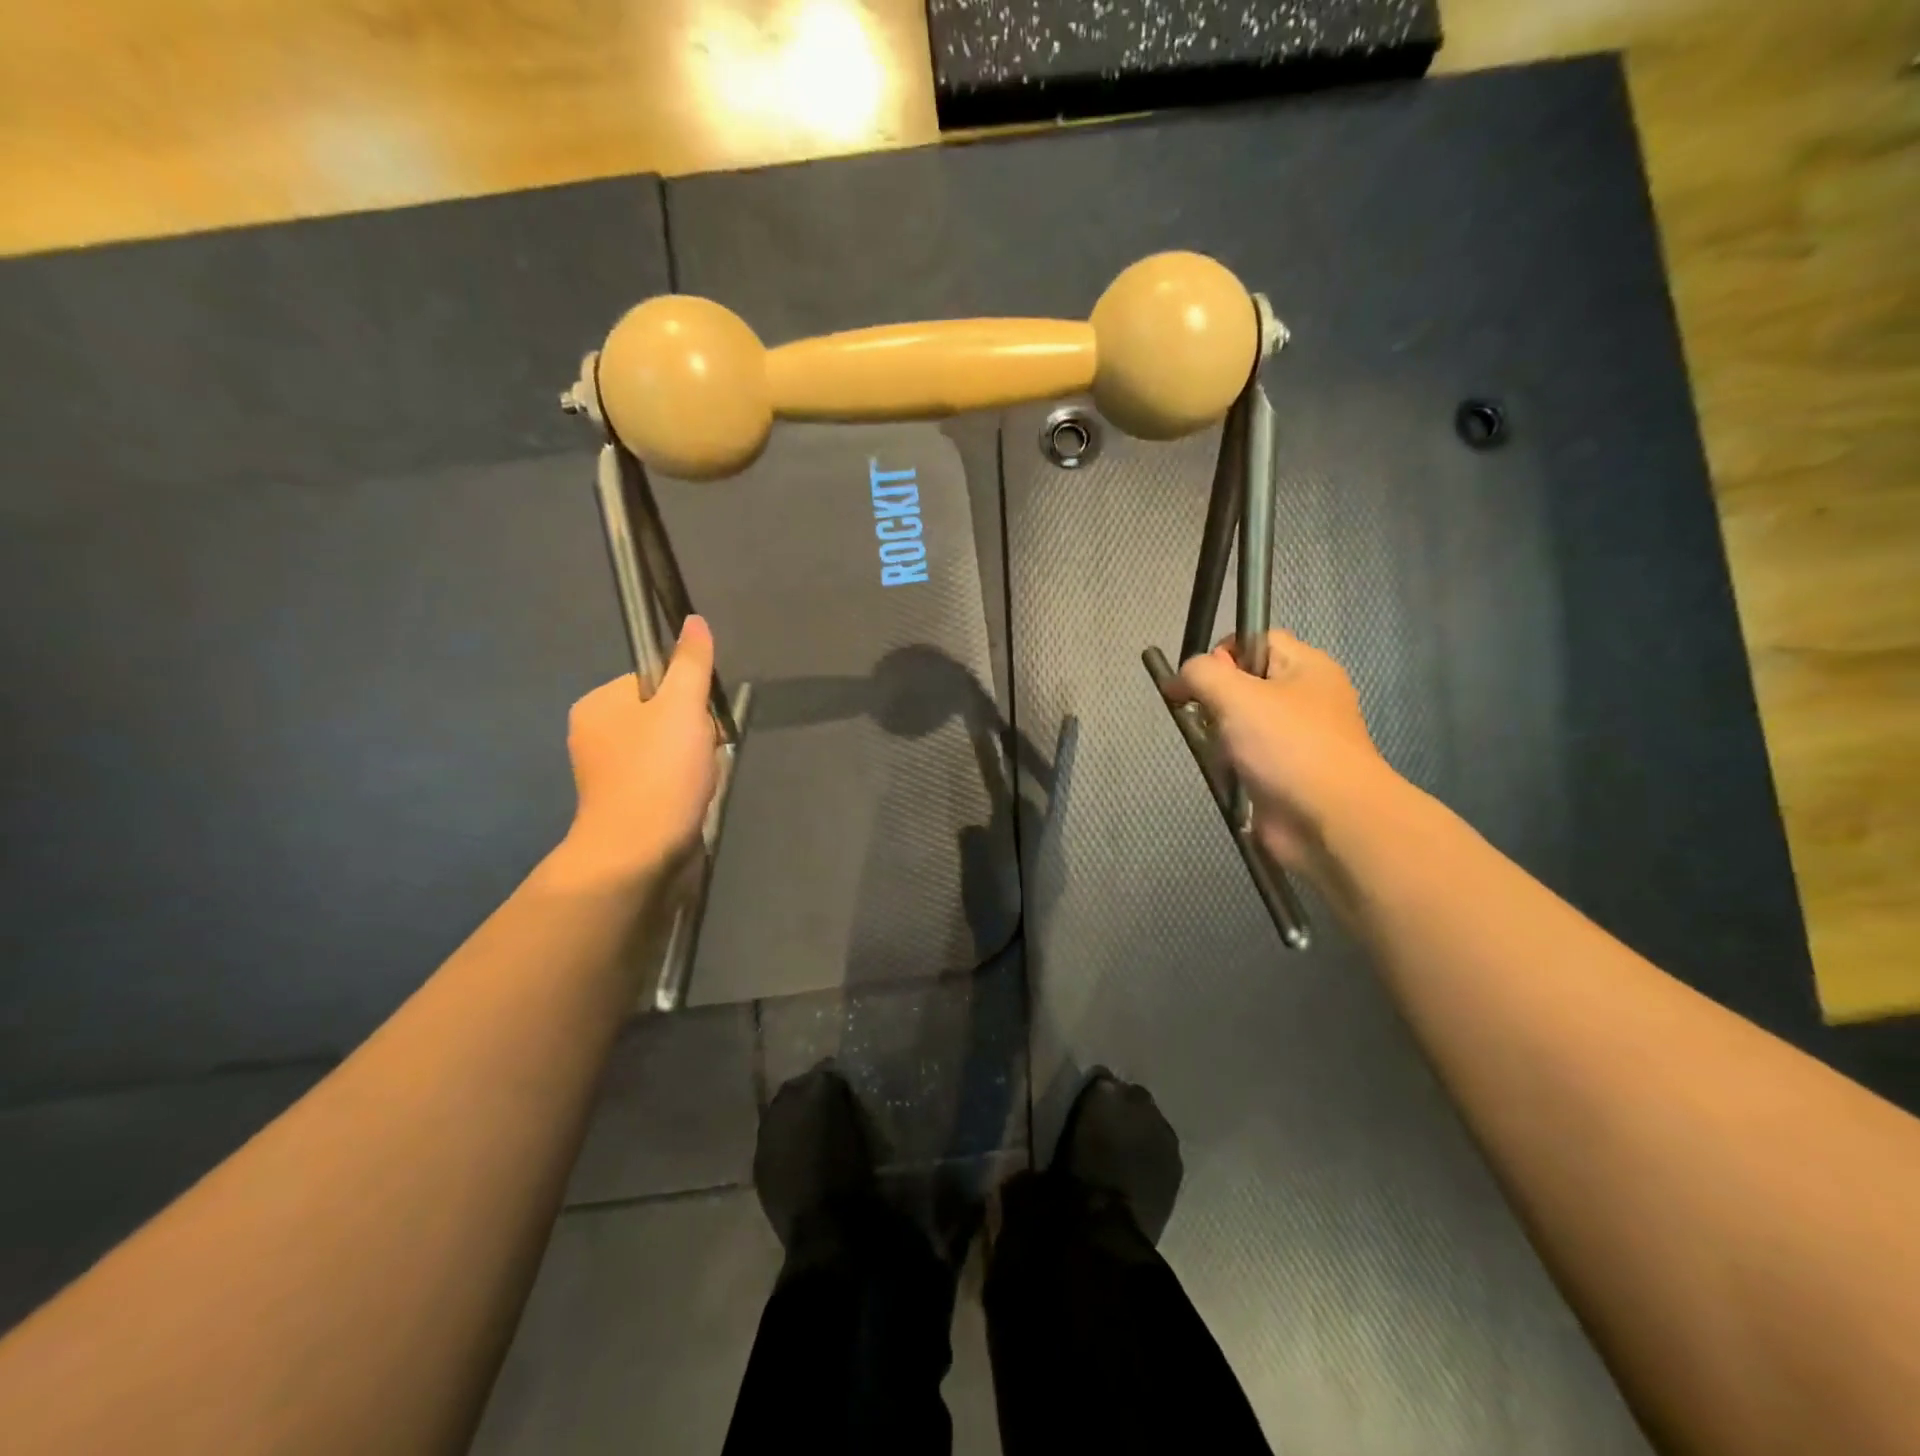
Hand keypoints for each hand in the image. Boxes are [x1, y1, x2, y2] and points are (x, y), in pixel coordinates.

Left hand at [553, 616, 718, 891]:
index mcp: (598, 704)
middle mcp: (595, 733)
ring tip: (698, 781)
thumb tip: (694, 621)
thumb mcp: (682, 708)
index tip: (697, 723)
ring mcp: (607, 772)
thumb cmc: (659, 774)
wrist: (638, 855)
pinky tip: (691, 799)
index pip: (656, 681)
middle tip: (700, 756)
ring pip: (669, 748)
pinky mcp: (623, 802)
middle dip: (693, 734)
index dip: (688, 698)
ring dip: (693, 761)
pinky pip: (664, 777)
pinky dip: (683, 785)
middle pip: (665, 715)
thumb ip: (691, 664)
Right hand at [1169, 630, 1395, 872]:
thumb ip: (1200, 674)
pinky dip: (1231, 764)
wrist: (1330, 822)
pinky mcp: (1285, 773)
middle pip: (1244, 682)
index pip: (1254, 639)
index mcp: (1306, 666)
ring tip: (1221, 752)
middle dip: (1216, 700)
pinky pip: (1246, 756)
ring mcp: (1297, 738)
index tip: (1199, 681)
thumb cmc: (1287, 747)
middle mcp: (1305, 697)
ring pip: (1240, 722)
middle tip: (1209, 718)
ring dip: (1220, 736)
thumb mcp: (1236, 694)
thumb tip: (1179, 679)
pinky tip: (1230, 774)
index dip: (1221, 653)